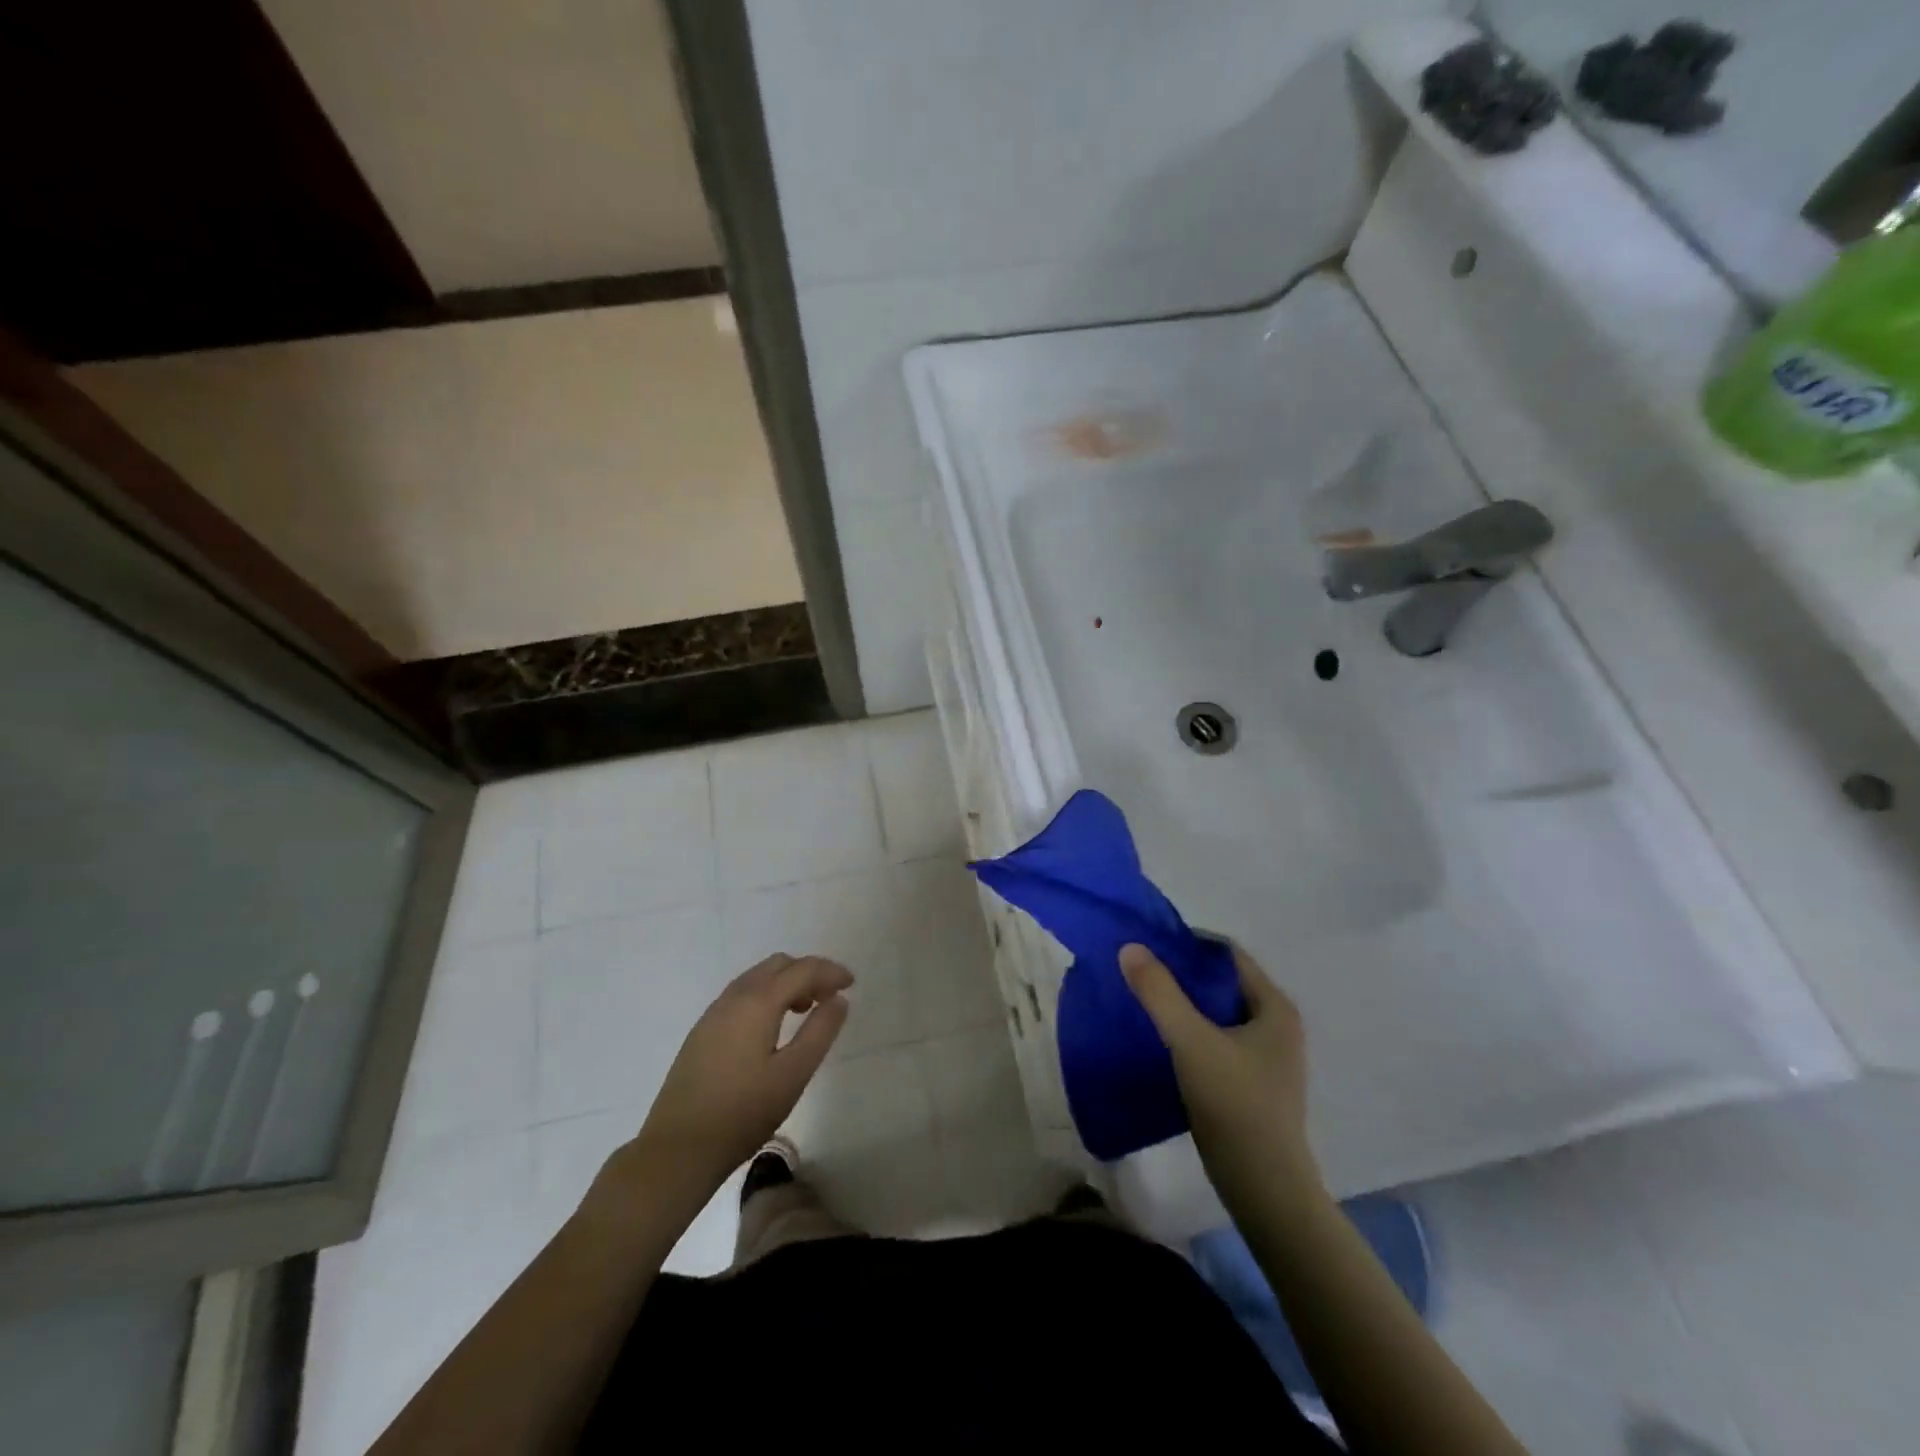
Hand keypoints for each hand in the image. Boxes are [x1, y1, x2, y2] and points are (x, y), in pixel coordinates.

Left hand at [594, 954, 851, 1215]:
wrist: (677, 1149)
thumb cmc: (742, 1113)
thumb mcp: (792, 1075)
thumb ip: (819, 1031)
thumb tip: (838, 999)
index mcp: (757, 1002)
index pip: (801, 970)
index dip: (830, 972)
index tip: (852, 984)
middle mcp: (734, 997)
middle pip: (778, 965)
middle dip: (808, 972)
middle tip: (830, 997)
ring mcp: (713, 1013)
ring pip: (758, 978)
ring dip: (786, 983)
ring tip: (806, 1010)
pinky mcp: (702, 1031)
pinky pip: (743, 995)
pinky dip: (766, 996)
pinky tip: (772, 1027)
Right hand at [1119, 942, 1321, 1209]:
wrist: (1264, 1188)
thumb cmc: (1234, 1104)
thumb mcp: (1191, 1041)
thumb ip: (1160, 992)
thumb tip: (1130, 947)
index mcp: (1274, 1007)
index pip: (1228, 954)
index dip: (1189, 944)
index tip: (1150, 945)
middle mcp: (1276, 1025)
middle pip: (1222, 982)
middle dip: (1182, 974)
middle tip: (1140, 971)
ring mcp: (1266, 1057)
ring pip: (1217, 1013)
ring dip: (1183, 1004)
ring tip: (1144, 1001)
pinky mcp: (1252, 1083)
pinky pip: (1216, 1040)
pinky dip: (1189, 1032)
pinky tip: (1160, 1040)